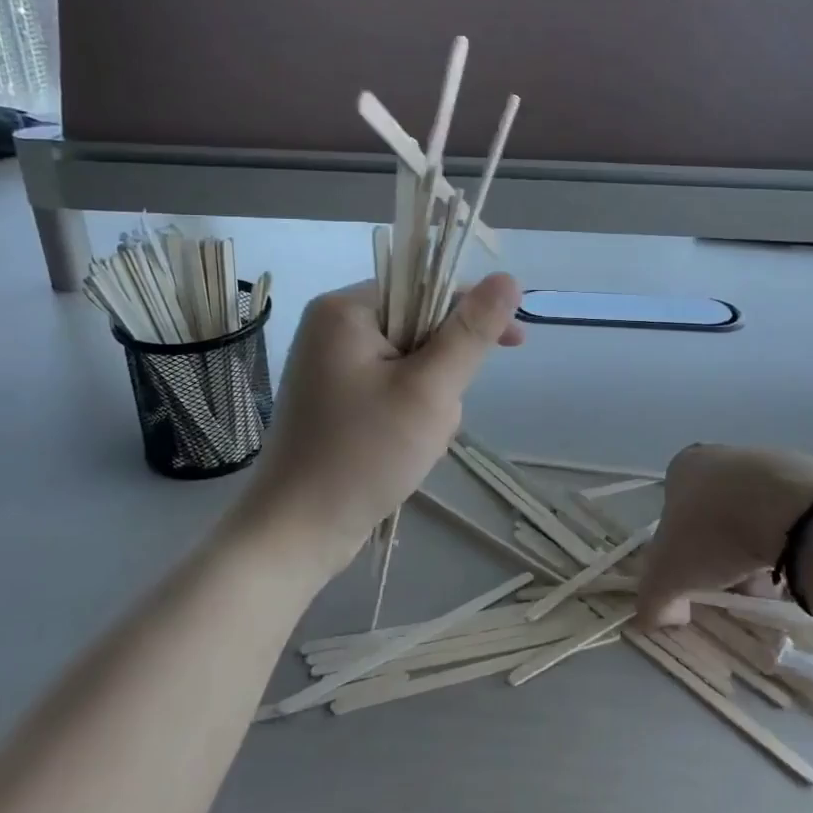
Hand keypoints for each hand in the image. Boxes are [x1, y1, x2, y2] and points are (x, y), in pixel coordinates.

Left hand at [237, 274, 524, 581]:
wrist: (296, 533)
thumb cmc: (362, 455)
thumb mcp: (429, 390)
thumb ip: (471, 333)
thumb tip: (509, 280)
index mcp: (345, 310)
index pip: (426, 287)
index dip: (472, 313)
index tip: (515, 343)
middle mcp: (332, 328)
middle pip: (420, 327)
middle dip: (444, 373)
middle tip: (437, 417)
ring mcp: (331, 366)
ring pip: (412, 364)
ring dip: (430, 400)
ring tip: (418, 443)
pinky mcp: (335, 399)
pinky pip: (391, 388)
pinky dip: (410, 414)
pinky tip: (405, 450)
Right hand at [636, 444, 812, 626]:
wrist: (795, 512)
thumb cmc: (717, 533)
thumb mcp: (668, 575)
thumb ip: (651, 599)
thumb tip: (654, 618)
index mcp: (684, 466)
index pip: (674, 510)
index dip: (682, 549)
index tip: (698, 576)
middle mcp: (723, 455)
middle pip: (716, 516)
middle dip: (723, 554)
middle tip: (735, 585)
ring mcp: (769, 461)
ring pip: (755, 516)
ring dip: (758, 550)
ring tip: (771, 584)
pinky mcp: (810, 475)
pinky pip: (792, 516)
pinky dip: (792, 541)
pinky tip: (799, 565)